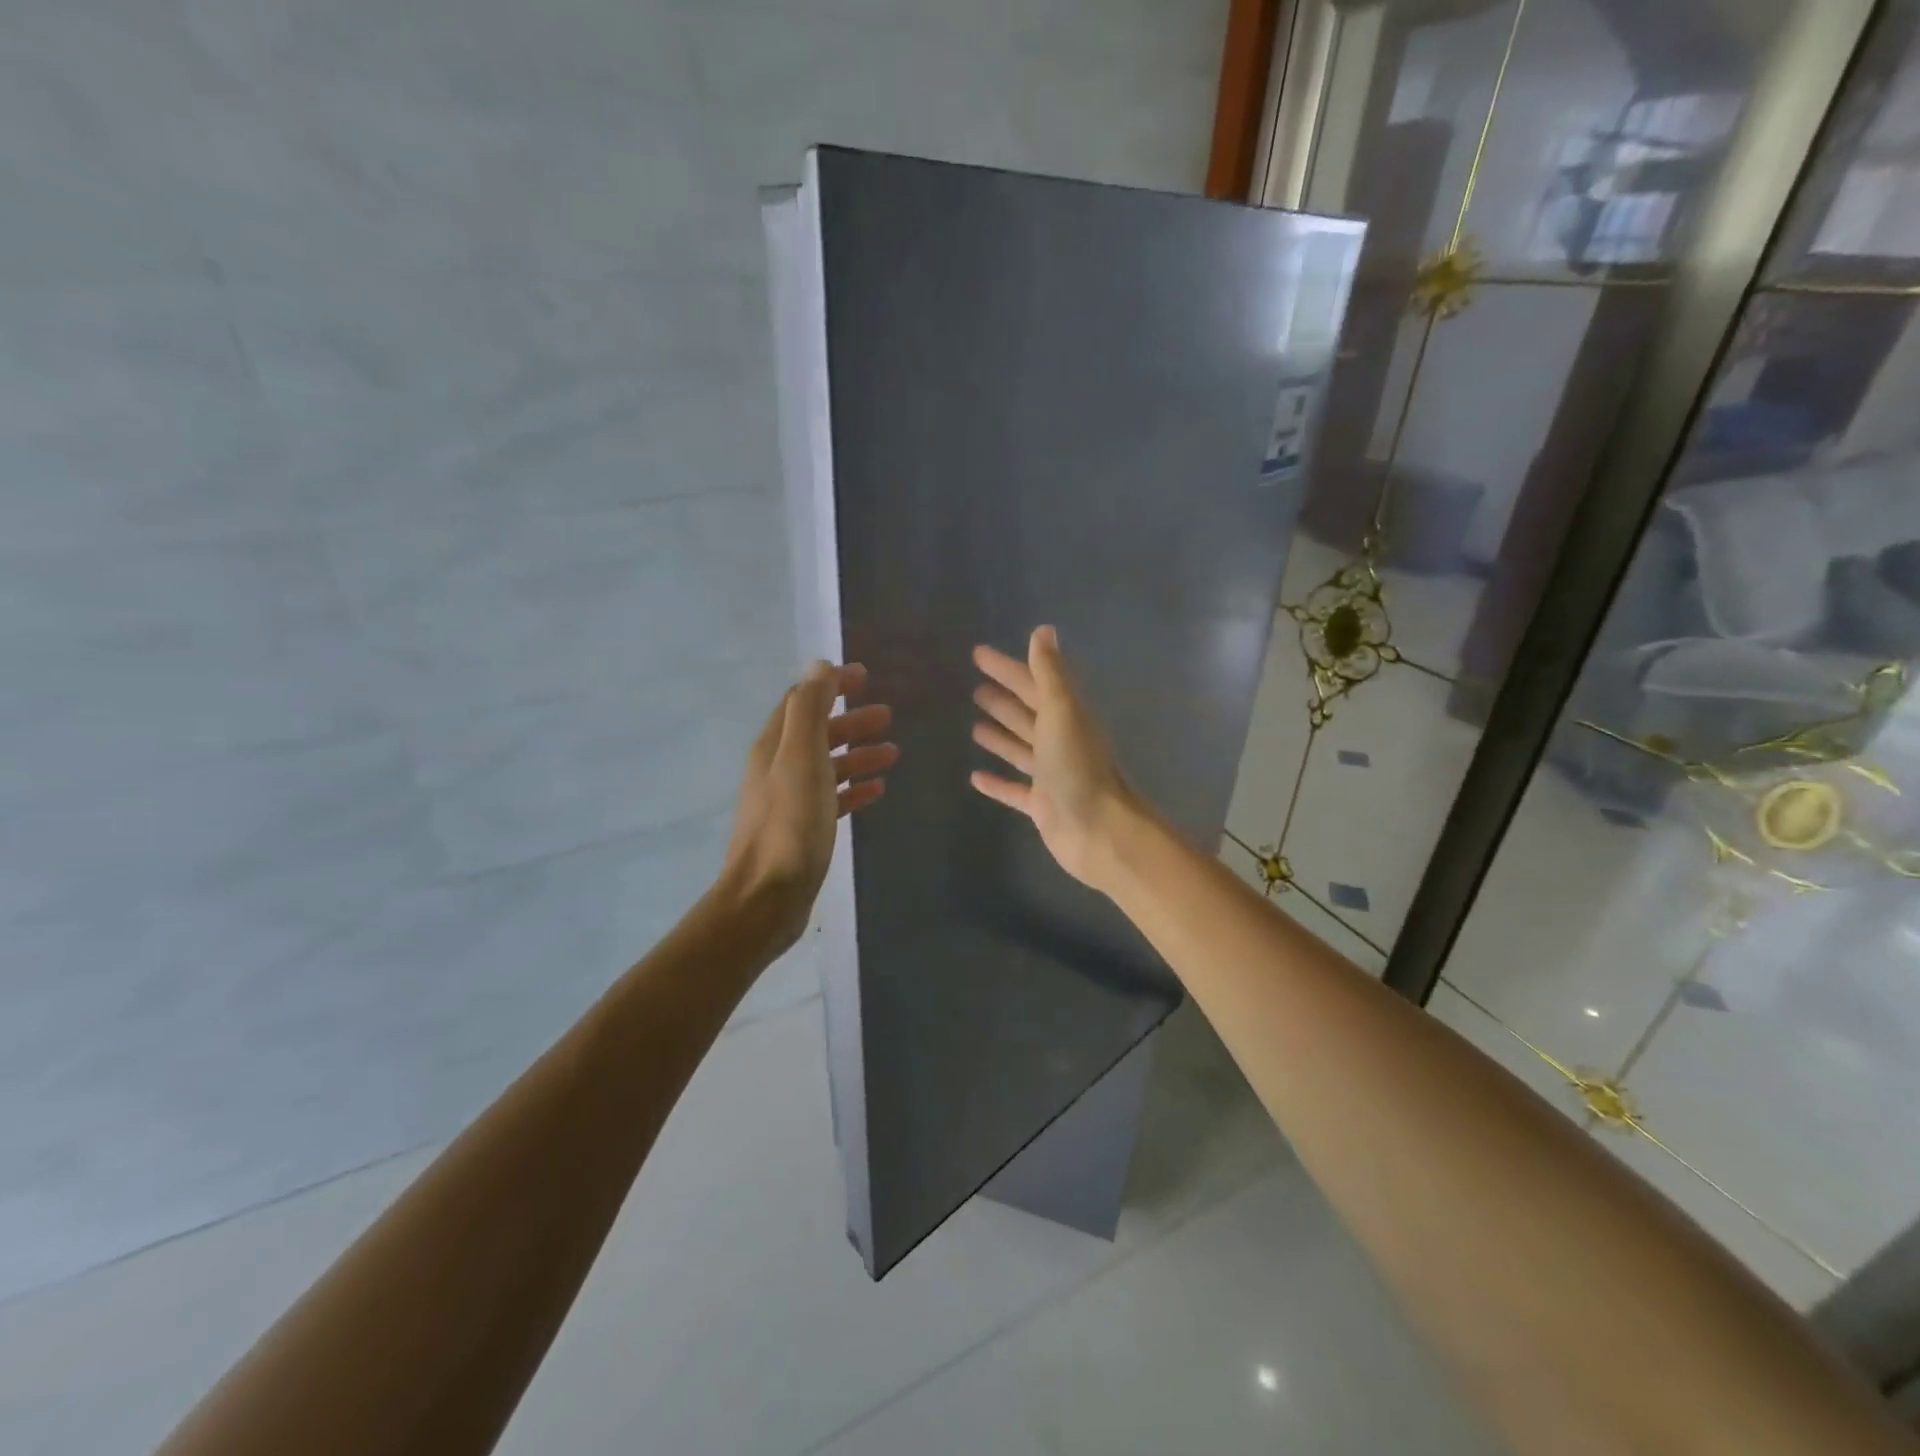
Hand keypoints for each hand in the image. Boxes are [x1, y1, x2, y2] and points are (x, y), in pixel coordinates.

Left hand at [723, 662, 897, 949]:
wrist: (767, 897)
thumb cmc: (790, 824)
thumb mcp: (802, 757)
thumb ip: (810, 710)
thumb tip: (820, 666)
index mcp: (774, 746)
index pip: (802, 702)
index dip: (831, 686)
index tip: (865, 677)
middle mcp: (778, 769)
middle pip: (817, 733)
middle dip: (851, 721)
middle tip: (888, 716)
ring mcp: (789, 801)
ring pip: (827, 766)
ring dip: (858, 754)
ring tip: (893, 752)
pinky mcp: (802, 831)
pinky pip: (832, 799)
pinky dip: (854, 789)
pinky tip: (877, 791)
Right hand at [970, 627, 1138, 893]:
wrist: (1098, 829)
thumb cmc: (1077, 766)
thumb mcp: (1062, 711)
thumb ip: (1050, 673)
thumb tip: (1043, 630)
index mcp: (1066, 716)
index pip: (1032, 683)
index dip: (1007, 668)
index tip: (978, 654)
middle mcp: (1060, 742)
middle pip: (1028, 714)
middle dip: (1004, 699)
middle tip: (974, 688)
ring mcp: (1052, 775)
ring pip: (1022, 749)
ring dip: (1001, 736)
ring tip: (974, 724)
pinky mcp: (1042, 806)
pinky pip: (1015, 790)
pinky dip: (998, 782)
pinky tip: (975, 777)